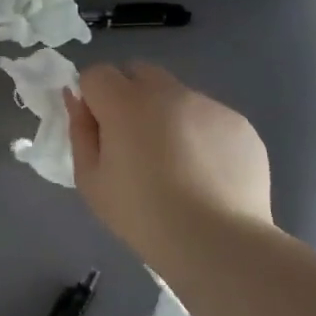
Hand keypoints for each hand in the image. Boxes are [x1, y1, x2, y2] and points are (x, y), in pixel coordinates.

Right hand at [65, 62, 274, 259]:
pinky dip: (201, 136)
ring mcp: (208, 104)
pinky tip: (206, 175)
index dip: (93, 99)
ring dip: (167, 116)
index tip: (100, 131)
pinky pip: (209, 118)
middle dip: (129, 95)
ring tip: (177, 166)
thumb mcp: (91, 181)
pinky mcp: (239, 123)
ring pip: (176, 95)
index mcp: (126, 103)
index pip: (97, 74)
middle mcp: (168, 92)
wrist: (217, 243)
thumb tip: (76, 99)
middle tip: (133, 142)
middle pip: (138, 72)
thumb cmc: (142, 215)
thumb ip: (79, 131)